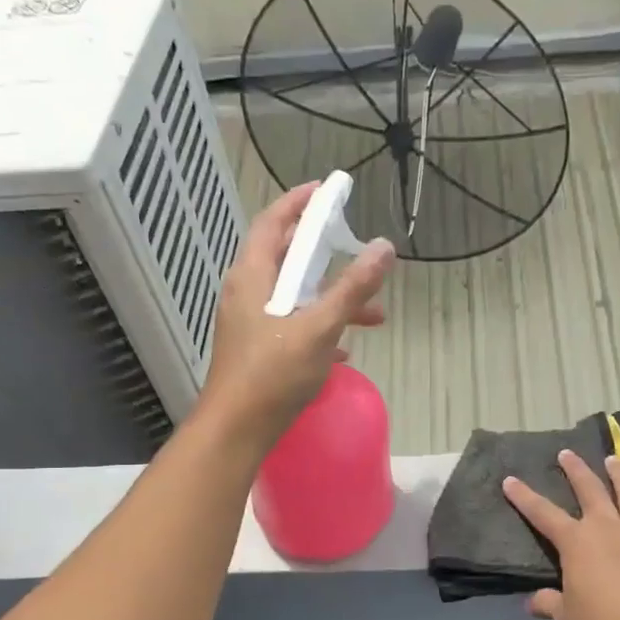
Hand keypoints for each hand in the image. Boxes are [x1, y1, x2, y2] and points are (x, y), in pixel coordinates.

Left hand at [197, 181, 394, 450]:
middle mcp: (247, 292)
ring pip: (295, 296)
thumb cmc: (272, 374)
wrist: (236, 430)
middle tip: (354, 245)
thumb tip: (383, 247)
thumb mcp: (318, 328)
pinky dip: (319, 326)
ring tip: (374, 315)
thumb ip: (352, 289)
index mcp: (253, 276)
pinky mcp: (256, 348)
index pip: (274, 222)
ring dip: (332, 298)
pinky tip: (345, 349)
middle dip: (325, 254)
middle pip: (287, 257)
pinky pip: (291, 325)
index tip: (327, 190)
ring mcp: (249, 321)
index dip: (300, 202)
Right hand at [502, 450, 619, 619]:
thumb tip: (532, 602)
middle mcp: (609, 528)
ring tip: (614, 460)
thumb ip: (549, 604)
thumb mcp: (568, 618)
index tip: (510, 479)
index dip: (524, 497)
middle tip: (567, 453)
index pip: (543, 514)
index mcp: (577, 542)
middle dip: (576, 470)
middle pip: (590, 491)